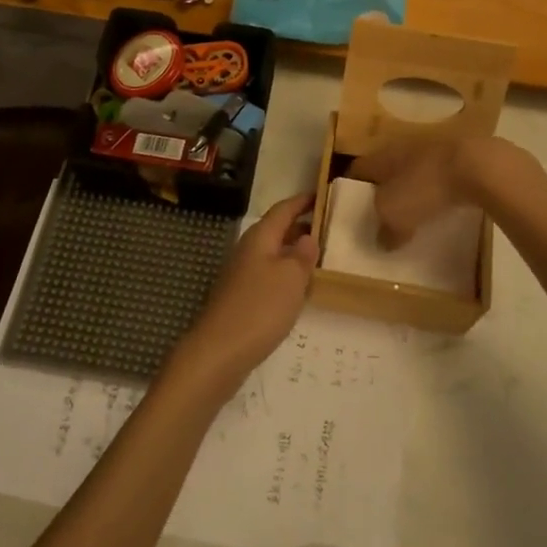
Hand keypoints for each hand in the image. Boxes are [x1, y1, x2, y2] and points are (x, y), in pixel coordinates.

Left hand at [174, 193, 318, 386]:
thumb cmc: (259, 308)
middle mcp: (248, 250)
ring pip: (272, 254)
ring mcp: (241, 275)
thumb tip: (307, 237)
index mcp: (260, 237)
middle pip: (276, 230)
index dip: (302, 201)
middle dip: (300, 227)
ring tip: (319, 259)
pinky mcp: (240, 298)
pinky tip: (298, 290)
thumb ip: (302, 255)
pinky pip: (268, 276)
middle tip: (328, 229)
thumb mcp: (291, 278)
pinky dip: (285, 275)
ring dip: (293, 253)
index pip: (283, 209)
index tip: (321, 194)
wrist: (218, 352)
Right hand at [348, 136, 504, 243]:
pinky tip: (444, 208)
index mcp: (382, 156)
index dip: (351, 188)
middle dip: (384, 190)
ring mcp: (434, 150)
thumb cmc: (426, 186)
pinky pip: (441, 177)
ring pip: (416, 172)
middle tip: (383, 215)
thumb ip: (385, 229)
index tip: (352, 208)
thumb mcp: (394, 214)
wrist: (479, 166)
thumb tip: (383, 240)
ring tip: (415, 214)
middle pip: (387, 170)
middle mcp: (404, 148)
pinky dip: (439, 192)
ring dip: (414, 190)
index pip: (358, 169)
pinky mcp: (461, 158)